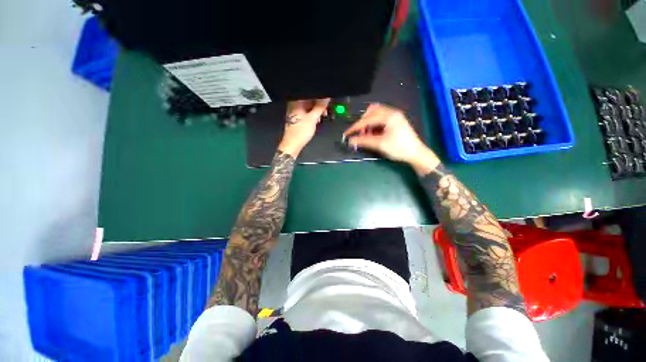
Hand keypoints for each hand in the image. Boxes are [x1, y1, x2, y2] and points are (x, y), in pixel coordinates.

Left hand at [278, 99, 330, 156]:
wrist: (293, 145)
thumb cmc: (300, 132)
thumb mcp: (313, 118)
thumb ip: (320, 107)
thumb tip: (326, 98)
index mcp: (296, 102)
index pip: (309, 94)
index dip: (319, 97)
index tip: (326, 101)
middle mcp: (294, 105)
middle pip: (309, 100)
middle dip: (319, 104)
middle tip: (326, 110)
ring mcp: (295, 112)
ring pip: (308, 107)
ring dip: (317, 110)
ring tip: (322, 115)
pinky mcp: (297, 118)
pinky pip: (306, 113)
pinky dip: (313, 115)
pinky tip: (317, 120)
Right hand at [343, 104, 439, 174]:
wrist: (416, 154)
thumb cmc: (399, 148)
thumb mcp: (380, 144)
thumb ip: (364, 141)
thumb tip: (350, 141)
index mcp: (389, 116)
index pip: (367, 119)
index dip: (356, 126)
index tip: (347, 133)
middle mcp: (391, 112)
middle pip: (371, 111)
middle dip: (363, 122)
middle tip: (360, 134)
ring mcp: (394, 116)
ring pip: (376, 114)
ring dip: (368, 123)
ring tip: (366, 135)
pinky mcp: (395, 121)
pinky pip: (380, 119)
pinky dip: (374, 125)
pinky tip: (373, 134)